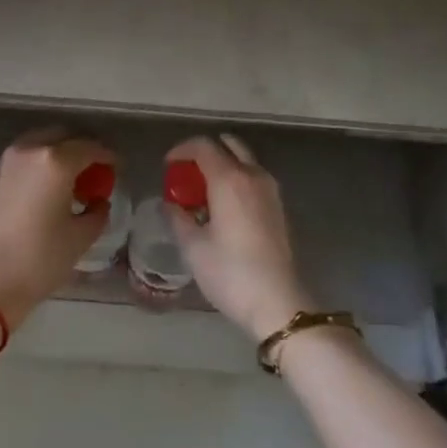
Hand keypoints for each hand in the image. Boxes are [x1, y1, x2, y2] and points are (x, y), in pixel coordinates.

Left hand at [0, 129, 115, 329]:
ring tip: (67, 181)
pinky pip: (21, 159)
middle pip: (61, 136)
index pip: (90, 148)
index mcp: (55, 161)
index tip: (116, 168)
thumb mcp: (81, 237)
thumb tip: (98, 201)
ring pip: (38, 145)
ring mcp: (5, 160)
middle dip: (80, 149)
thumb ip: (97, 211)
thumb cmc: (40, 259)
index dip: (107, 156)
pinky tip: (43, 190)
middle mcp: (28, 150)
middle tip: (92, 171)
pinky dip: (36, 165)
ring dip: (56, 155)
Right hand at [165, 134, 309, 340]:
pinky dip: (236, 179)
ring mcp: (270, 191)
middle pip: (228, 146)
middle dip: (204, 153)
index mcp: (229, 179)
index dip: (181, 150)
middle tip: (186, 174)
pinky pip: (253, 178)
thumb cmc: (229, 272)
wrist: (276, 301)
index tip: (167, 166)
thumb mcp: (193, 247)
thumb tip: (169, 204)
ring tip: (202, 190)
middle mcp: (253, 176)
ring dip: (222, 165)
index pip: (203, 146)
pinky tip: (222, 206)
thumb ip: (177, 218)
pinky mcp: (278, 207)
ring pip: (244, 161)